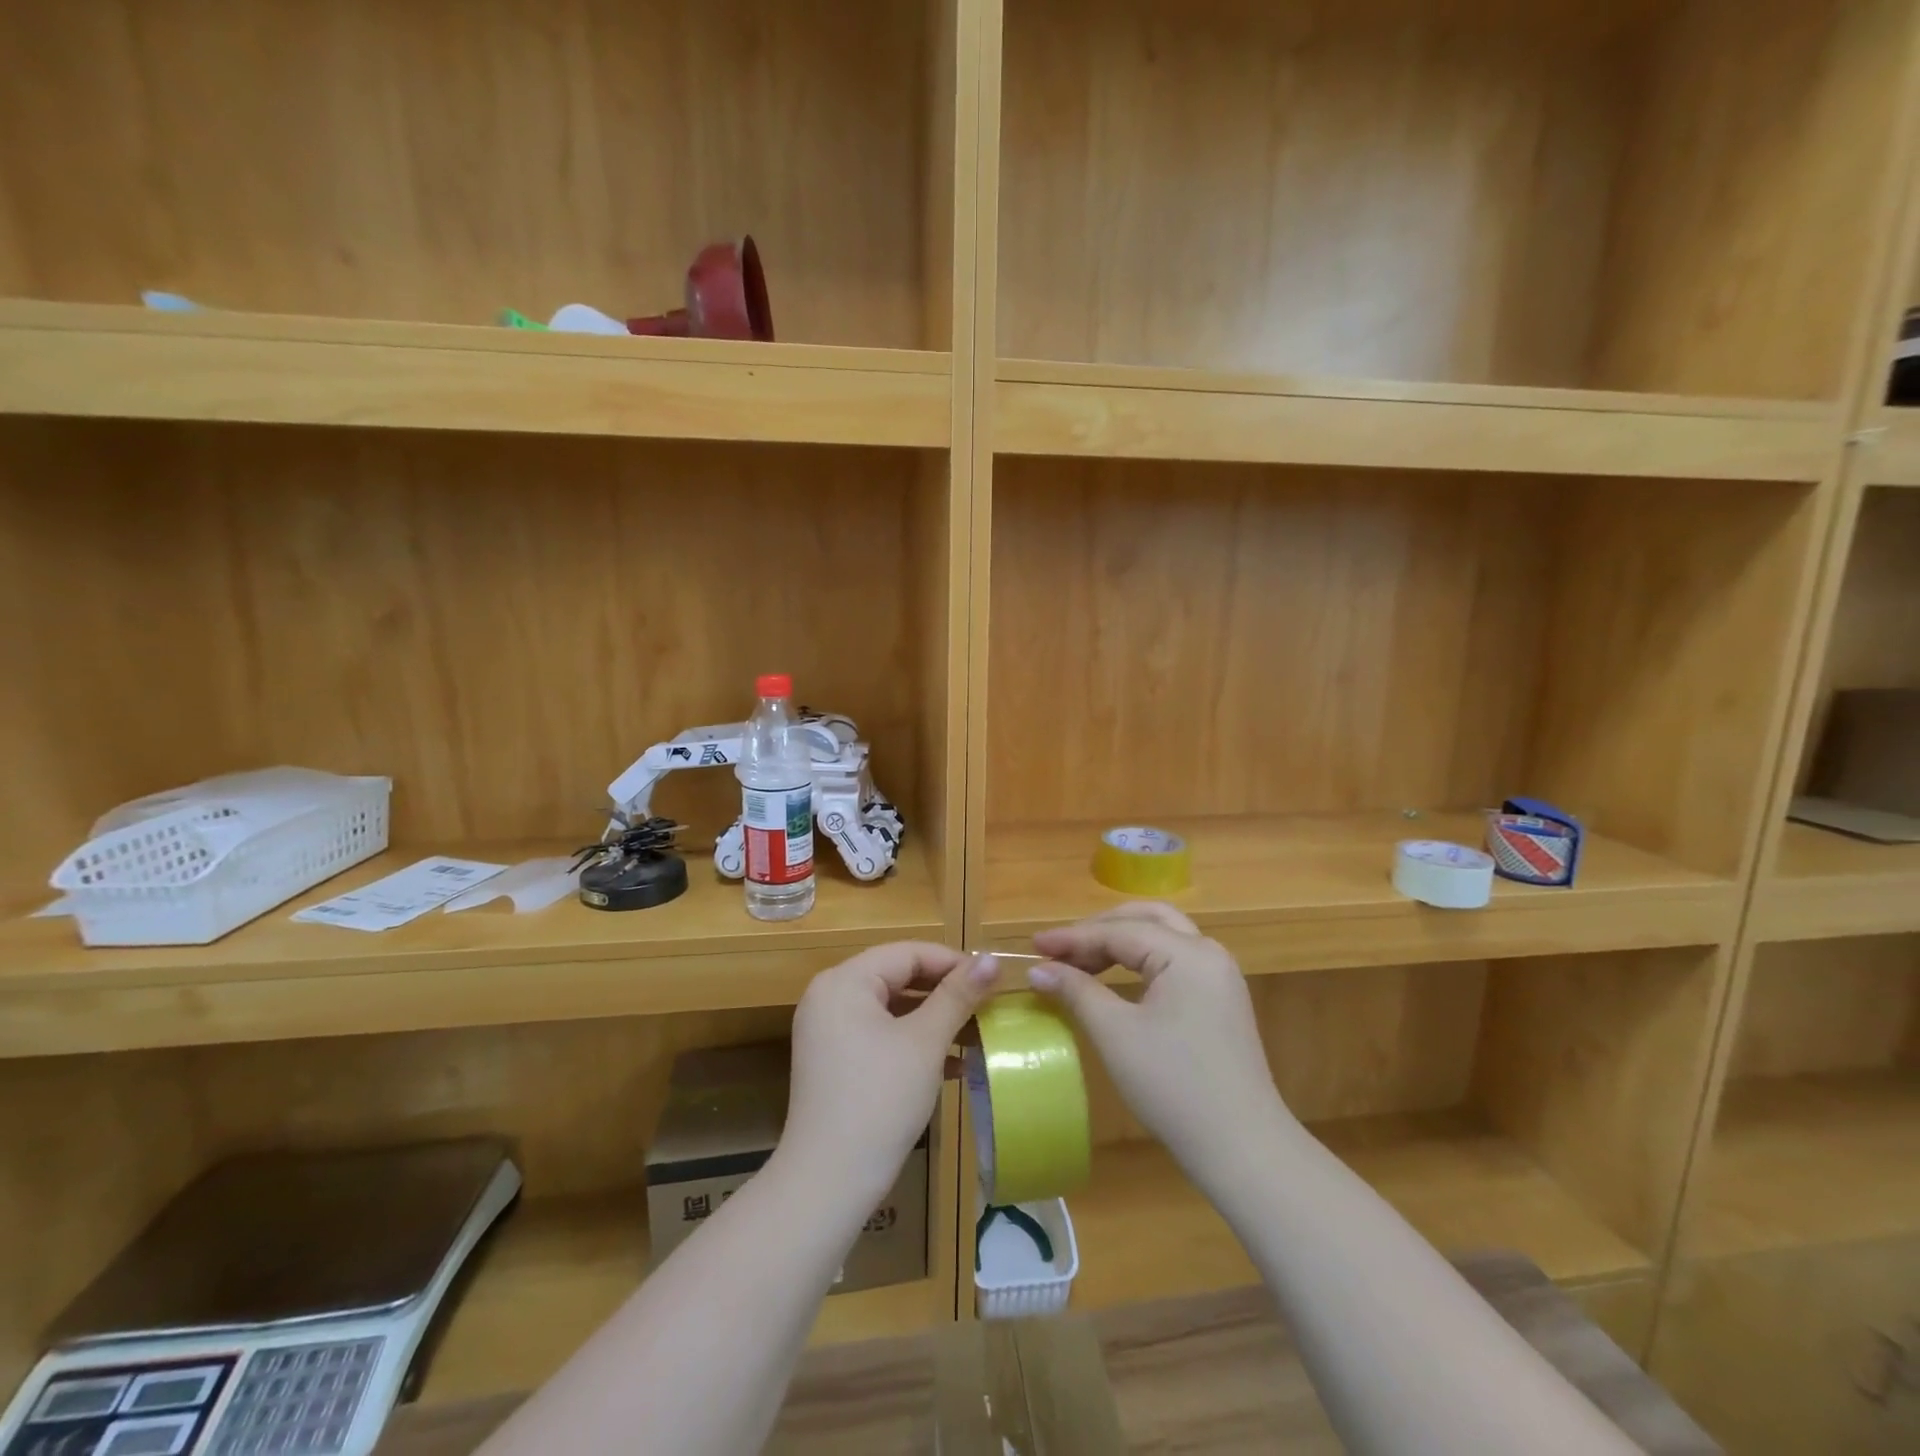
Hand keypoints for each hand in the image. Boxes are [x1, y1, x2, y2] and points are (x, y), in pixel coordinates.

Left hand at [781, 942, 997, 1208]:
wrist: (829, 1182)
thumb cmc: (880, 1100)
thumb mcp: (925, 1042)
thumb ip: (958, 995)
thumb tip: (992, 958)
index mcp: (845, 981)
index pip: (908, 953)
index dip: (953, 962)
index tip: (993, 980)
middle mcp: (830, 996)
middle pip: (898, 977)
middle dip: (946, 993)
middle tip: (988, 1007)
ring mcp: (829, 1030)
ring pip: (892, 1009)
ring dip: (935, 1020)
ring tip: (977, 1035)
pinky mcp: (835, 1061)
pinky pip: (880, 1035)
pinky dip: (914, 1042)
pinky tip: (953, 1064)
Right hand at [1029, 904, 1295, 1181]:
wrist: (1243, 1150)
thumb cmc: (1174, 1086)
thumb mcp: (1115, 1034)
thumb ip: (1076, 991)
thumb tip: (1038, 970)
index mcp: (1188, 953)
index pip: (1119, 931)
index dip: (1072, 938)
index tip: (1033, 946)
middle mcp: (1209, 953)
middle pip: (1146, 919)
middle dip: (1099, 929)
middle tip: (1060, 949)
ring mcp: (1220, 977)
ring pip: (1163, 937)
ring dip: (1120, 942)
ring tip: (1080, 962)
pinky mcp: (1221, 1001)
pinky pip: (1174, 961)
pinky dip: (1140, 961)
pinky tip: (1115, 979)